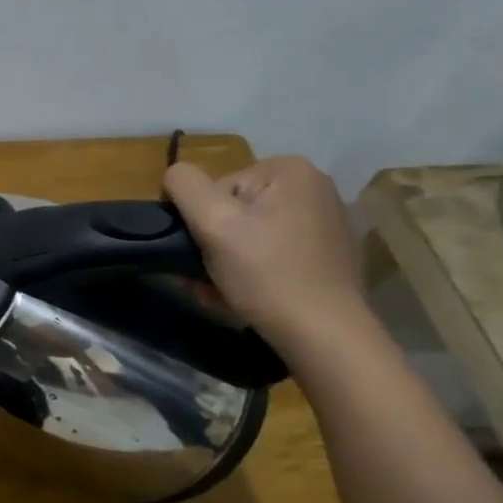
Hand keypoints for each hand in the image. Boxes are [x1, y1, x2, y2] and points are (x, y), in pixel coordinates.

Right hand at [162, 156, 370, 353]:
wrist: (322, 332)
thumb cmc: (265, 273)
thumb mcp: (213, 223)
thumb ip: (185, 186)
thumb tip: (174, 175)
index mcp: (289, 170)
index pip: (216, 188)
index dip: (200, 221)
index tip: (202, 253)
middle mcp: (314, 186)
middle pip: (234, 210)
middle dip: (213, 244)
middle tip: (203, 279)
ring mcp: (325, 219)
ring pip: (250, 233)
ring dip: (226, 261)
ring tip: (220, 290)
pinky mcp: (328, 252)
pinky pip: (273, 251)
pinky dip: (253, 269)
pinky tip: (246, 293)